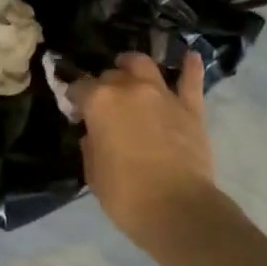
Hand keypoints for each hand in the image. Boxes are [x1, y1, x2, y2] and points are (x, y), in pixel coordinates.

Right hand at [70, 51, 219, 246]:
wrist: (178, 209)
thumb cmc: (126, 195)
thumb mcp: (93, 173)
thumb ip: (91, 145)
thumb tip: (94, 134)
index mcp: (100, 102)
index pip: (79, 87)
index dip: (74, 96)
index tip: (74, 108)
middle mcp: (130, 88)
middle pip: (112, 75)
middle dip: (104, 84)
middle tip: (104, 101)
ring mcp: (163, 94)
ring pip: (145, 65)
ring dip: (134, 64)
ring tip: (130, 68)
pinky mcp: (191, 107)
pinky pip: (191, 80)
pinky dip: (190, 67)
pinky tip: (191, 56)